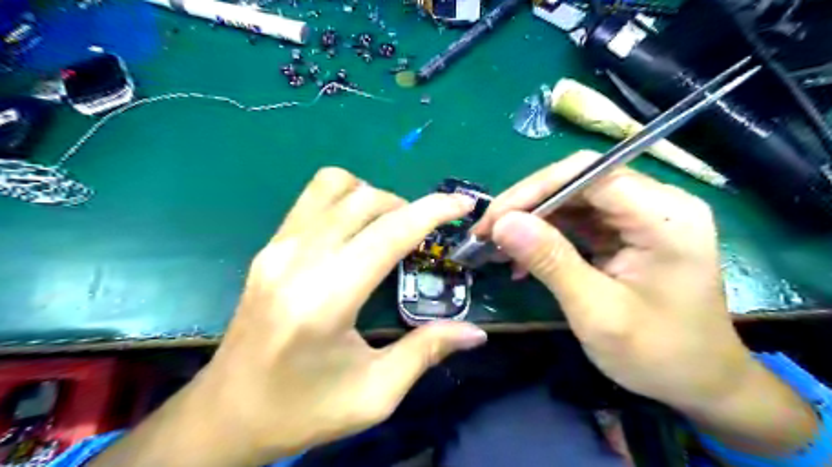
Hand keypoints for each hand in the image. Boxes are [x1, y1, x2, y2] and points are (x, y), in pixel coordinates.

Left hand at [92, 168, 487, 466]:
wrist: (226, 415)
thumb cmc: (302, 411)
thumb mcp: (374, 394)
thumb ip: (426, 351)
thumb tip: (476, 332)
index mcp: (325, 298)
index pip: (389, 233)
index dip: (432, 211)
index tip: (462, 203)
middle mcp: (297, 259)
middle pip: (364, 200)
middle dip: (407, 206)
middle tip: (426, 233)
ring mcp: (277, 248)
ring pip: (333, 186)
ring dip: (373, 196)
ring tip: (390, 227)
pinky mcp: (268, 248)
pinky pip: (312, 200)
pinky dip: (346, 200)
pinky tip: (357, 231)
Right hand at [471, 150, 750, 412]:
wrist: (700, 382)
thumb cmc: (658, 354)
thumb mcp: (597, 312)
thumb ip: (551, 262)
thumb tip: (503, 224)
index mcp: (664, 216)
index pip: (588, 175)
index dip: (534, 189)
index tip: (494, 220)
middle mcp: (657, 204)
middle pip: (579, 181)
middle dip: (528, 204)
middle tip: (488, 233)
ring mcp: (643, 216)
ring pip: (574, 198)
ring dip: (533, 219)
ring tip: (499, 245)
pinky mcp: (629, 232)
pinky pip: (580, 219)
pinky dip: (547, 234)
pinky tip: (524, 256)